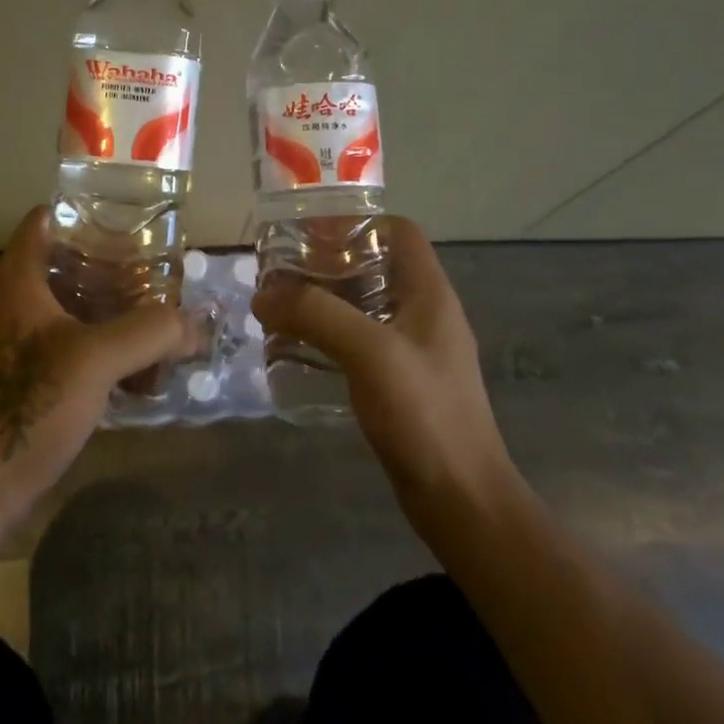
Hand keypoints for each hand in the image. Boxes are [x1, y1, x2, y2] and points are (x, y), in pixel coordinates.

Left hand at [0, 207, 195, 529]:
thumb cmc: (31, 405)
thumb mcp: (98, 359)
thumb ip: (152, 332)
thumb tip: (196, 322)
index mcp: (18, 279)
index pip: (46, 219)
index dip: (86, 212)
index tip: (131, 220)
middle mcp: (12, 300)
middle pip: (65, 262)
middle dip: (112, 265)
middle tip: (158, 271)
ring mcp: (15, 339)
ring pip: (69, 305)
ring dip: (110, 308)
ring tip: (156, 315)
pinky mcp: (24, 374)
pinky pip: (68, 341)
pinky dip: (100, 343)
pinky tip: (136, 365)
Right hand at [251, 217, 520, 533]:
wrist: (461, 500)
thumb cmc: (424, 414)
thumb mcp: (369, 352)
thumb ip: (316, 315)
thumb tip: (263, 295)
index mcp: (429, 293)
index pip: (397, 232)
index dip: (355, 222)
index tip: (308, 233)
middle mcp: (423, 313)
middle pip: (374, 266)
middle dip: (327, 263)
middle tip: (280, 272)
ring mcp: (413, 350)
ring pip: (363, 305)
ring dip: (323, 301)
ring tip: (279, 307)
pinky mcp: (400, 382)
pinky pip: (358, 342)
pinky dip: (328, 336)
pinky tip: (297, 349)